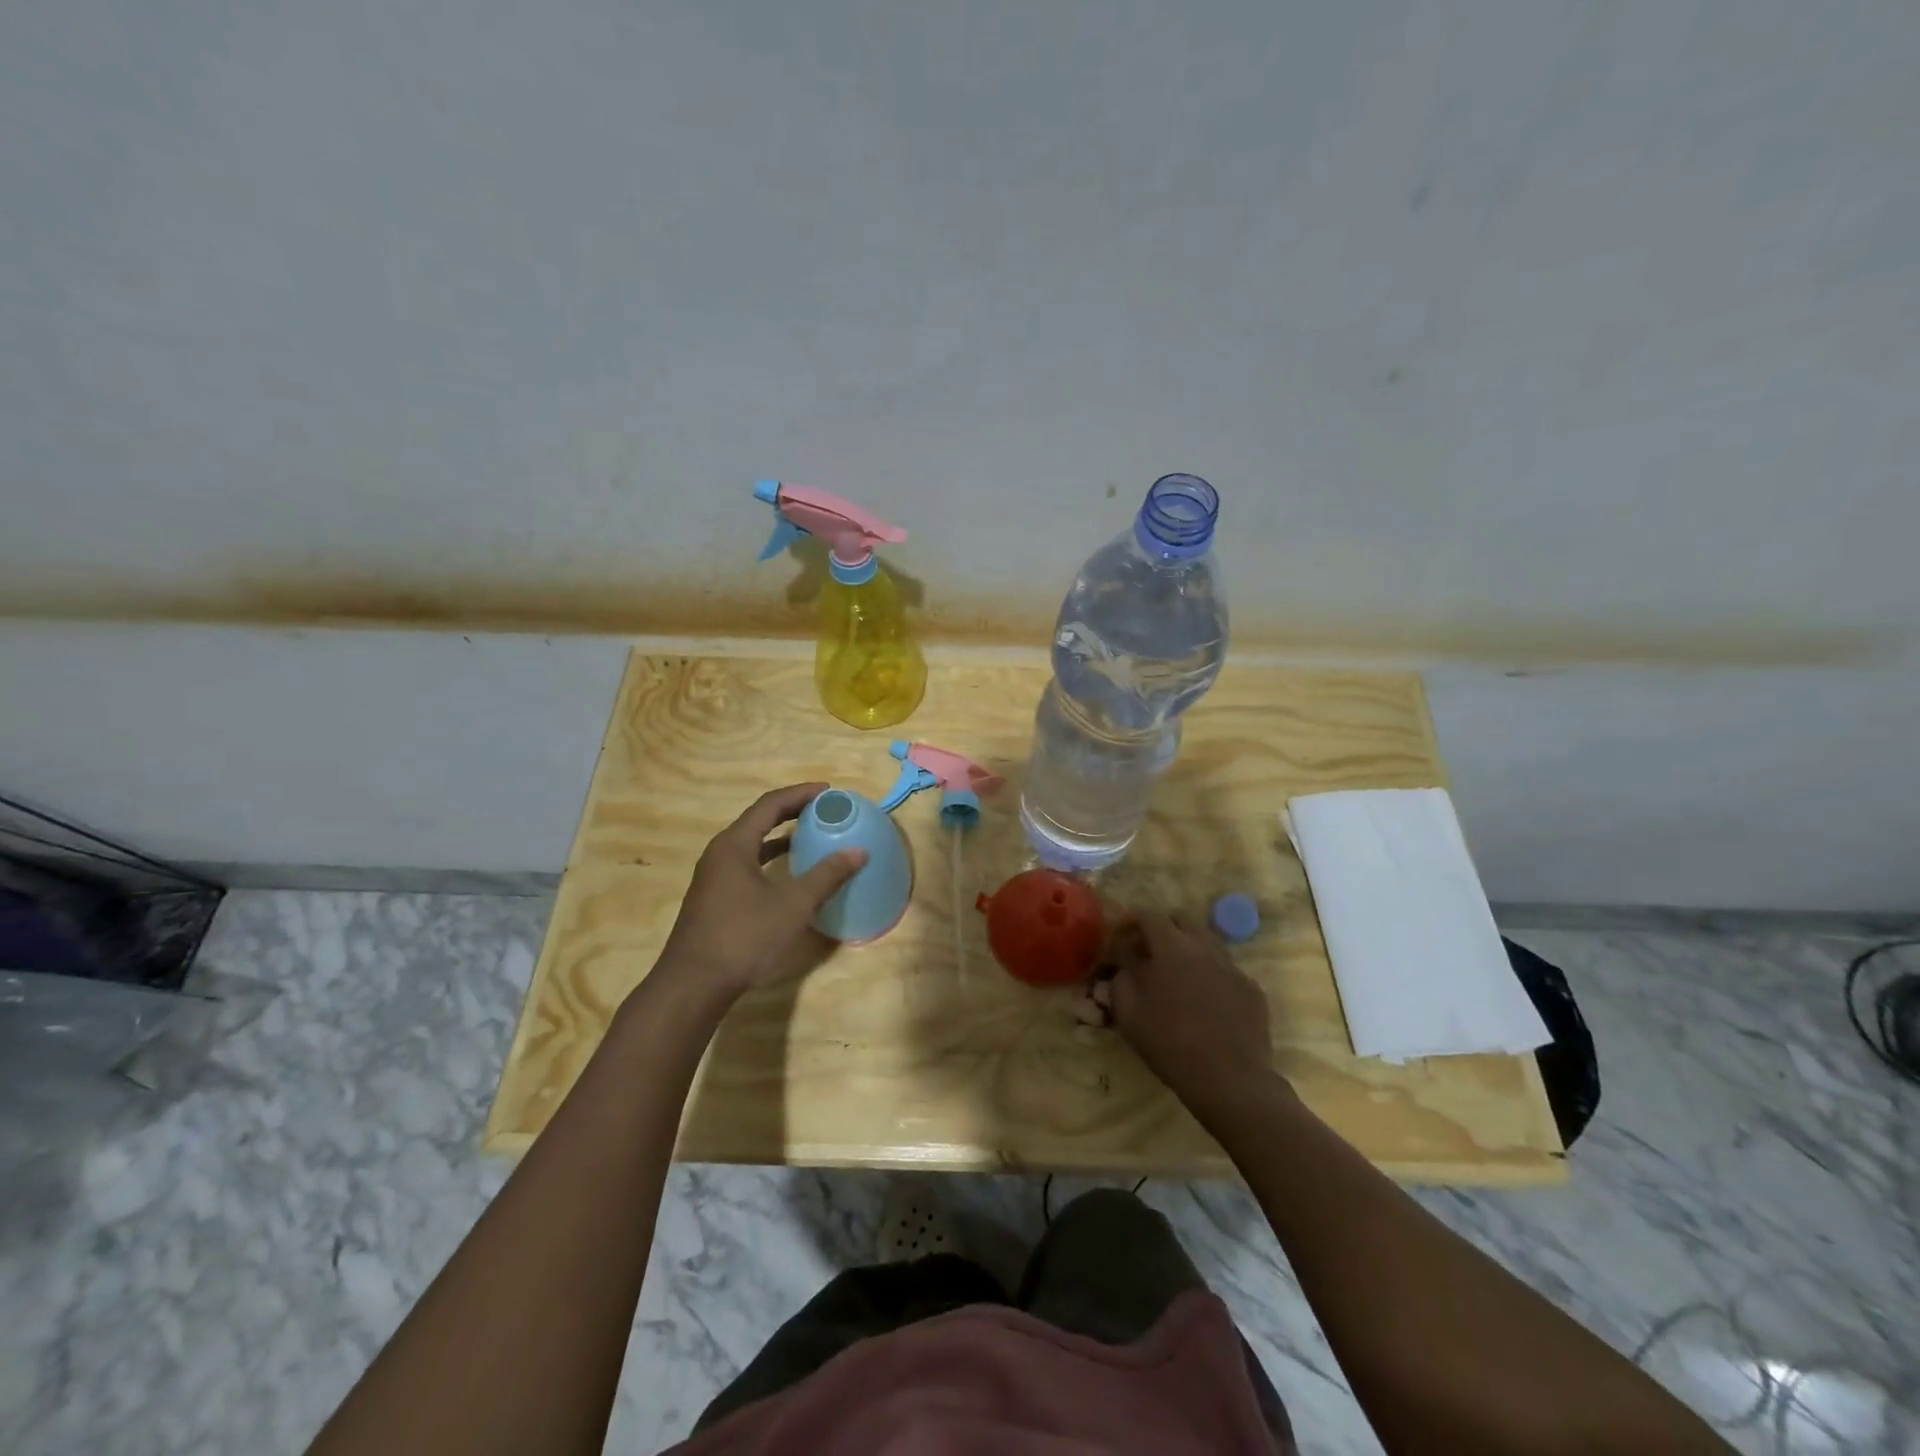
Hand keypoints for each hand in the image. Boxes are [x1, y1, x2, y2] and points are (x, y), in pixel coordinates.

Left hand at [654, 783, 866, 1002]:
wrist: (694, 985)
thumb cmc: (744, 938)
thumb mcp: (793, 906)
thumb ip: (826, 876)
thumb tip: (858, 852)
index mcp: (735, 845)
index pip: (770, 804)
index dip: (800, 794)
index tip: (829, 791)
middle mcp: (720, 853)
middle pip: (759, 819)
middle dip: (792, 811)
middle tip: (823, 809)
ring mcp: (714, 876)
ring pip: (751, 843)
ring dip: (780, 835)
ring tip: (810, 834)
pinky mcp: (714, 897)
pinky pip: (746, 863)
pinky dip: (770, 858)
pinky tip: (788, 873)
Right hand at [1078, 911, 1277, 1113]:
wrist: (1230, 1080)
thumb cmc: (1170, 1043)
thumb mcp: (1129, 1013)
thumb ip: (1120, 980)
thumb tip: (1123, 966)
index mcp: (1172, 948)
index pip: (1149, 916)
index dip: (1131, 921)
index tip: (1120, 936)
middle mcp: (1206, 948)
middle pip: (1183, 921)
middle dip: (1163, 928)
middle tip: (1148, 951)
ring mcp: (1233, 968)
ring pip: (1208, 943)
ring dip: (1189, 950)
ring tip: (1177, 975)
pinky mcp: (1252, 990)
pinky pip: (1226, 971)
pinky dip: (1211, 975)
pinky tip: (1205, 1002)